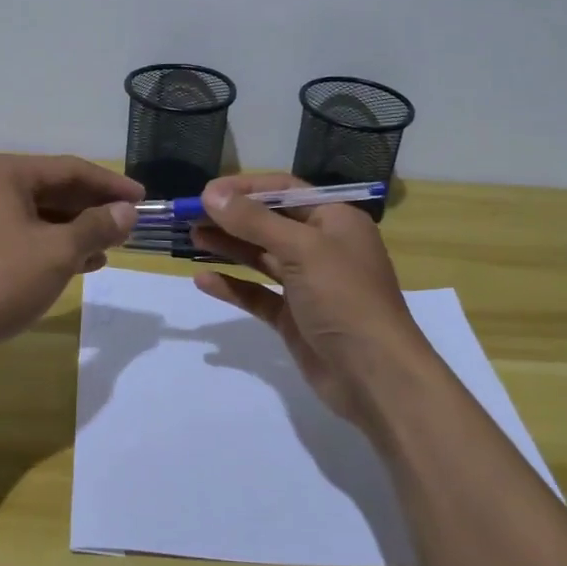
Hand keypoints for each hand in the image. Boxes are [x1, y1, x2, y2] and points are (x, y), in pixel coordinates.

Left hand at [0, 154, 143, 356]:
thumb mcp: (57, 252)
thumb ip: (96, 227)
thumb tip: (127, 212)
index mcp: (5, 173)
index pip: (70, 169)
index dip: (110, 184)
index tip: (143, 199)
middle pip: (54, 189)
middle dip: (94, 208)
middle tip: (130, 224)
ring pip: (40, 214)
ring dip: (77, 229)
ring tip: (112, 246)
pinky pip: (24, 234)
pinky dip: (54, 245)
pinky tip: (82, 263)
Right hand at [191, 173, 440, 433]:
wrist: (376, 376)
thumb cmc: (344, 298)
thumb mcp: (301, 249)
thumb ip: (254, 221)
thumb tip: (210, 193)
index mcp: (334, 220)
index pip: (284, 190)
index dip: (245, 189)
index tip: (206, 192)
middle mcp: (322, 247)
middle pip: (269, 223)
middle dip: (231, 218)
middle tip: (189, 216)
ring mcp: (308, 284)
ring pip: (261, 257)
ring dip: (228, 246)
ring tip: (191, 238)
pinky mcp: (294, 317)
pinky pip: (258, 294)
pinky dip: (233, 286)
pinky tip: (202, 280)